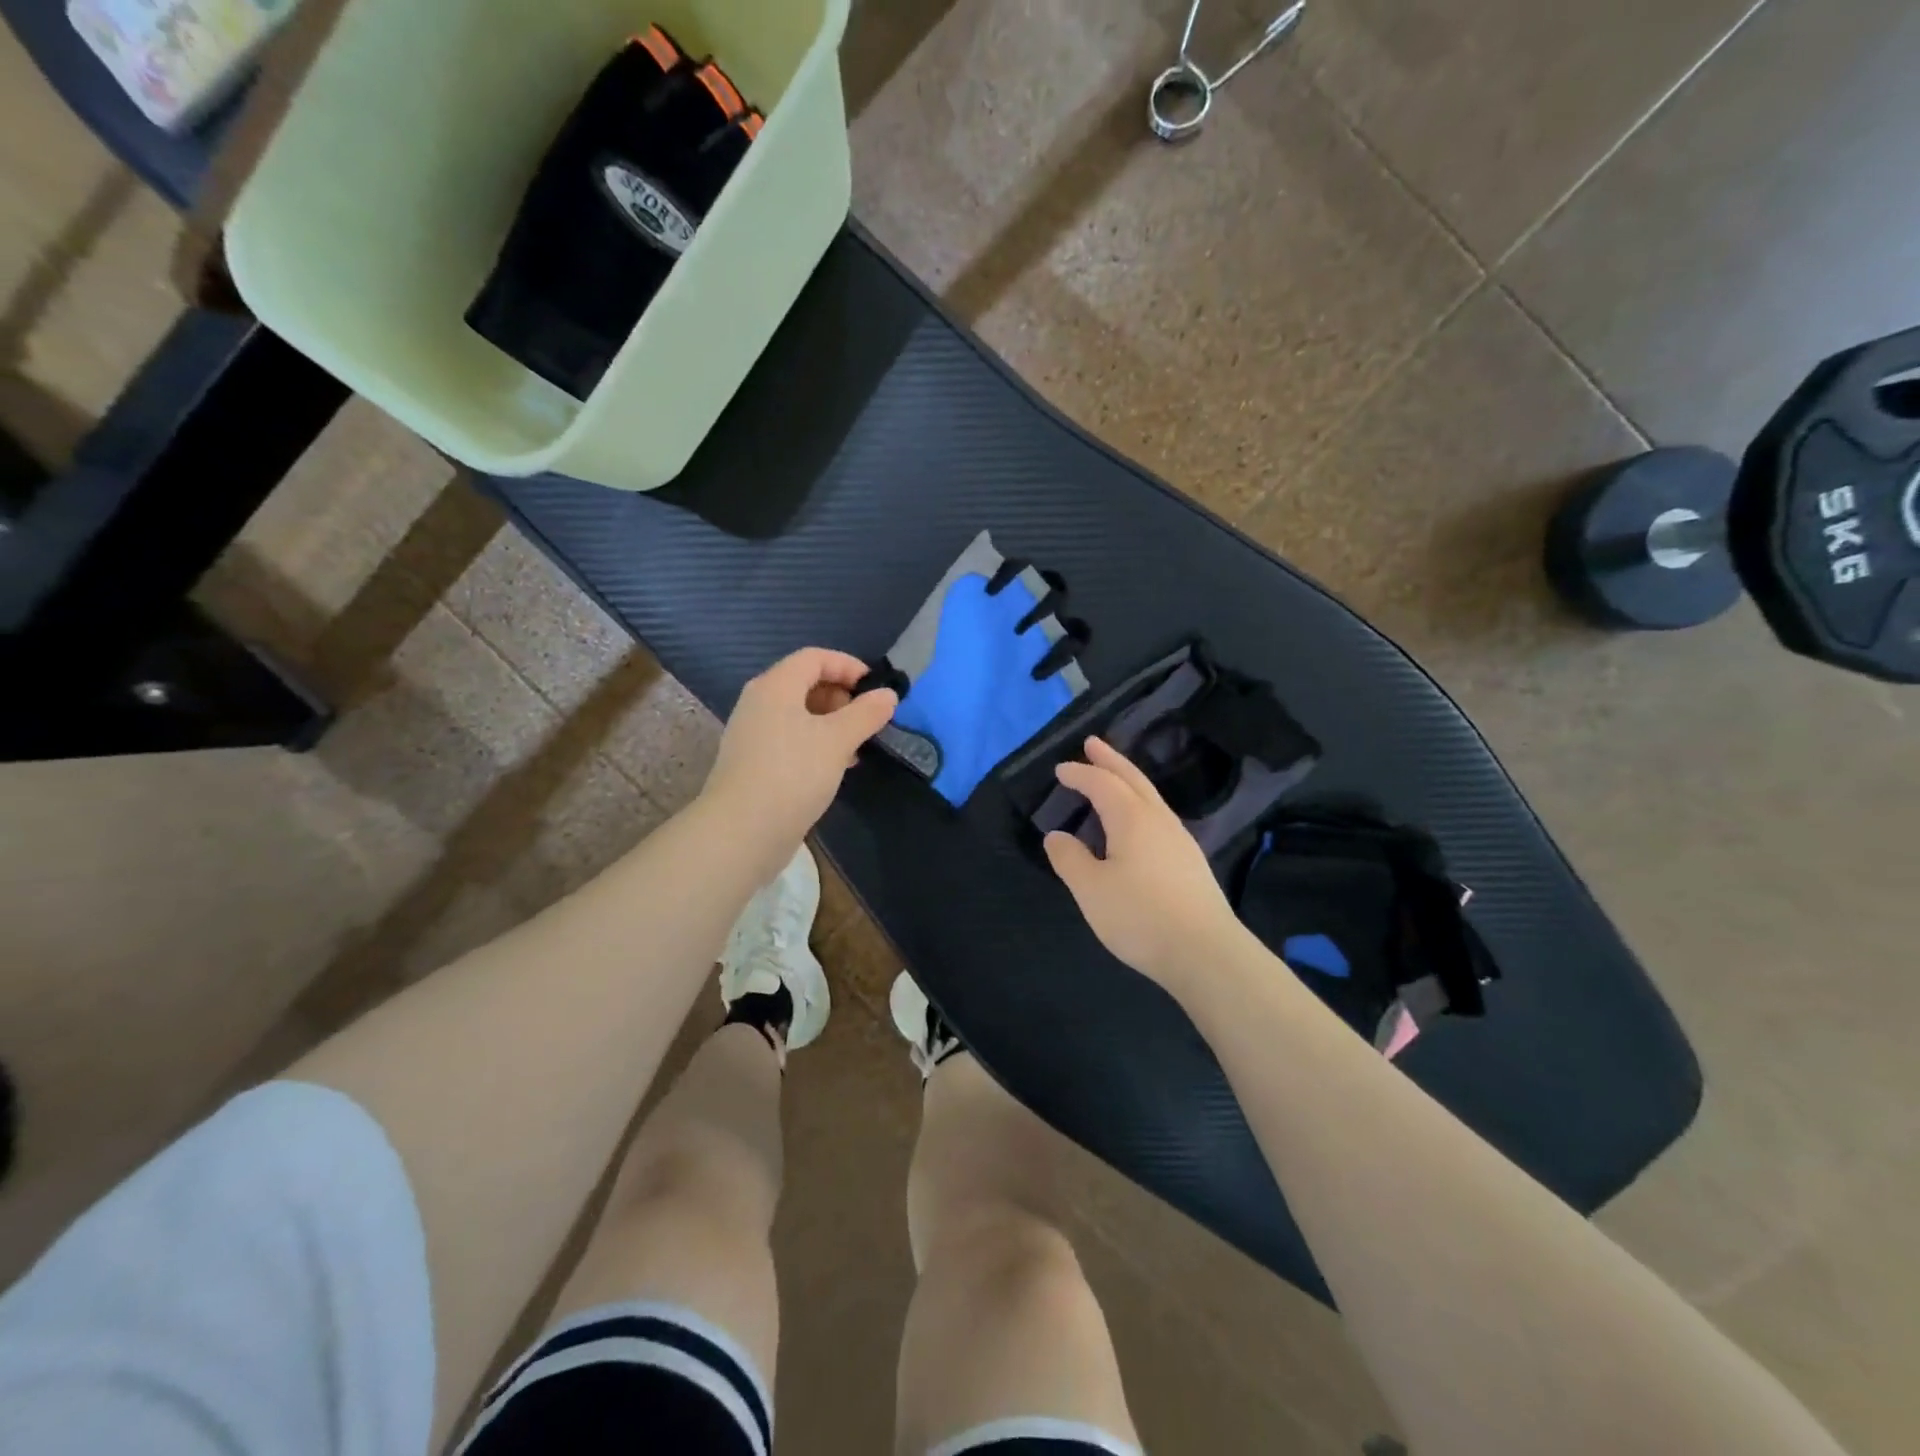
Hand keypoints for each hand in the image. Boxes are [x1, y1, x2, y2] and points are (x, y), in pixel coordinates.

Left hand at [700, 648, 897, 882]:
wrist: (743, 831)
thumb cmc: (793, 773)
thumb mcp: (838, 740)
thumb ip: (866, 713)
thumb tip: (888, 695)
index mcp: (775, 686)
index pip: (814, 658)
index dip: (848, 666)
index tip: (876, 689)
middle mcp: (759, 703)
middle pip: (805, 684)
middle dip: (842, 697)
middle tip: (868, 720)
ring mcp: (753, 734)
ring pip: (799, 715)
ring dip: (832, 724)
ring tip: (858, 746)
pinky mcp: (754, 763)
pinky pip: (791, 740)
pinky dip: (817, 744)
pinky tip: (837, 767)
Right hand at [1043, 737, 1247, 989]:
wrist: (1206, 953)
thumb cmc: (1141, 917)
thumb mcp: (1091, 890)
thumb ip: (1069, 859)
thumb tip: (1057, 836)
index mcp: (1132, 818)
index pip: (1102, 784)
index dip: (1080, 774)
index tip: (1060, 770)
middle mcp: (1159, 819)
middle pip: (1133, 778)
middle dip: (1110, 759)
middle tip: (1093, 742)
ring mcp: (1180, 839)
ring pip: (1150, 796)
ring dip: (1128, 779)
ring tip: (1112, 776)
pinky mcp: (1190, 861)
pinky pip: (1158, 815)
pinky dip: (1140, 803)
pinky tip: (1137, 822)